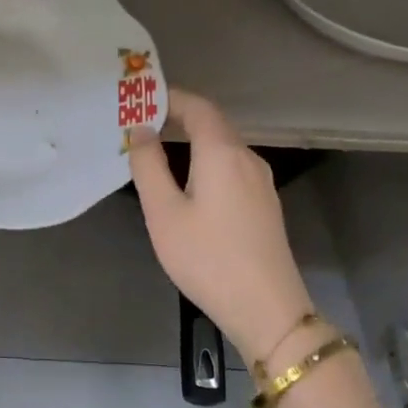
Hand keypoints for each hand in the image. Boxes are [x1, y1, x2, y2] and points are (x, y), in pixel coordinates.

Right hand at [128, 89, 315, 365]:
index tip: (138, 100)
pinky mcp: (265, 204)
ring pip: (223, 146)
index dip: (169, 97)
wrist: (268, 310)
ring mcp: (261, 182)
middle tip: (140, 124)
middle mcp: (246, 158)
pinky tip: (187, 182)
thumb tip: (140, 131)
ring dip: (191, 140)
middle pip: (212, 123)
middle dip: (177, 117)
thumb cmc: (208, 258)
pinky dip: (205, 160)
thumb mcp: (164, 213)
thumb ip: (148, 166)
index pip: (197, 107)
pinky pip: (231, 166)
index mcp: (222, 152)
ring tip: (157, 151)